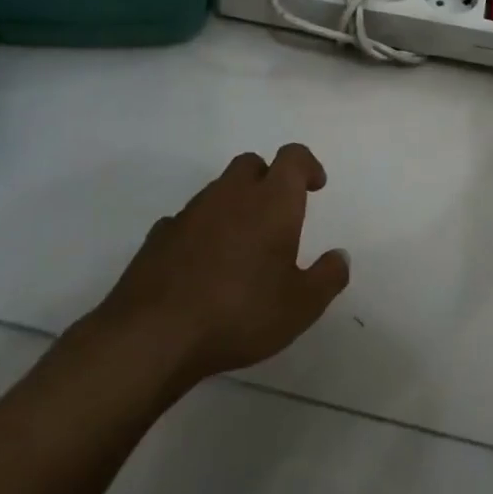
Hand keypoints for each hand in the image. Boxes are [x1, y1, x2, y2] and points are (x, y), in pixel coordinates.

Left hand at [84, 144, 350, 387]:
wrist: (153, 336)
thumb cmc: (240, 313)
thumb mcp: (302, 305)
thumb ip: (328, 277)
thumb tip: (339, 256)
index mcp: (272, 202)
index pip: (293, 157)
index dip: (307, 165)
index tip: (315, 187)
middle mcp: (231, 195)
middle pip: (251, 164)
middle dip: (268, 178)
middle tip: (278, 214)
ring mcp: (190, 213)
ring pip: (218, 190)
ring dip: (234, 205)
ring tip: (242, 246)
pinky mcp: (158, 236)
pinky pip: (188, 220)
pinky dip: (202, 230)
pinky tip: (203, 264)